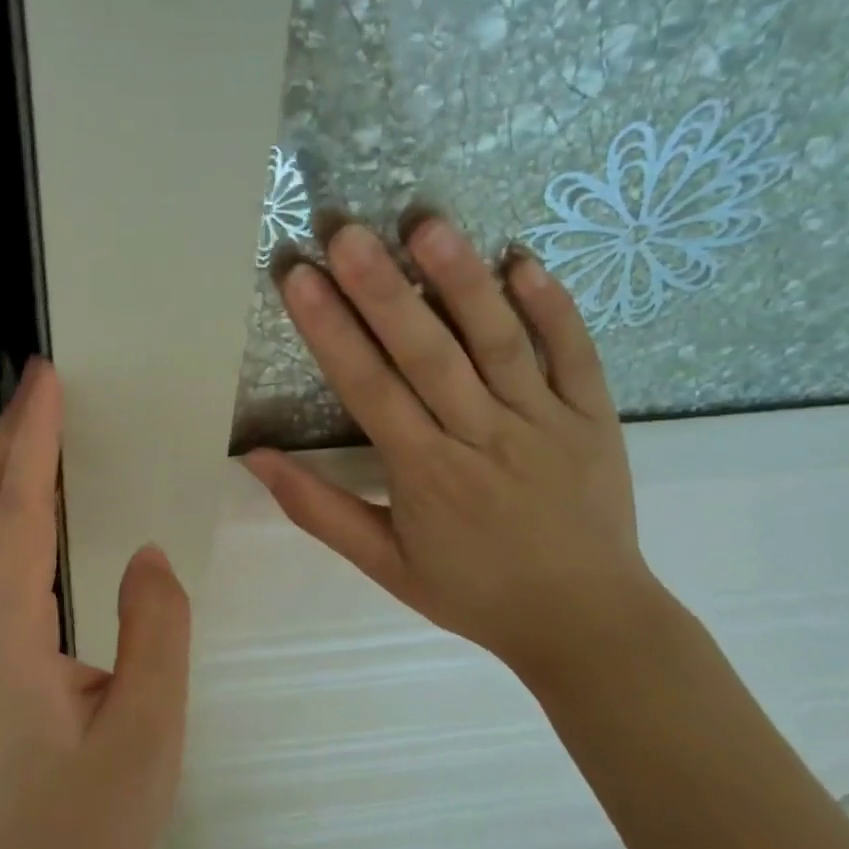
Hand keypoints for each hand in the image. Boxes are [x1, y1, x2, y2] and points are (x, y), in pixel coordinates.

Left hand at [0, 357, 190, 848]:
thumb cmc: (85, 827)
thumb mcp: (147, 734)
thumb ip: (154, 632)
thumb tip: (144, 553)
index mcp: (9, 637)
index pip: (19, 512)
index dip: (33, 438)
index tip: (48, 379)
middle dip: (3, 434)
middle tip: (43, 385)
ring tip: (40, 423)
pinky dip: (1, 502)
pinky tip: (35, 497)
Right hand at [243, 214, 655, 679]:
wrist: (588, 624)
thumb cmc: (473, 592)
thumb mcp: (383, 564)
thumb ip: (317, 509)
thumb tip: (254, 458)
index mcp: (426, 474)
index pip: (369, 389)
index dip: (330, 331)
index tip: (299, 279)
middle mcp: (483, 437)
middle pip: (428, 353)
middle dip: (383, 289)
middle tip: (347, 232)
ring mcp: (546, 422)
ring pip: (500, 342)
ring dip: (462, 281)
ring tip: (426, 224)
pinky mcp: (594, 417)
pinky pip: (576, 354)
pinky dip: (553, 306)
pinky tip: (522, 259)